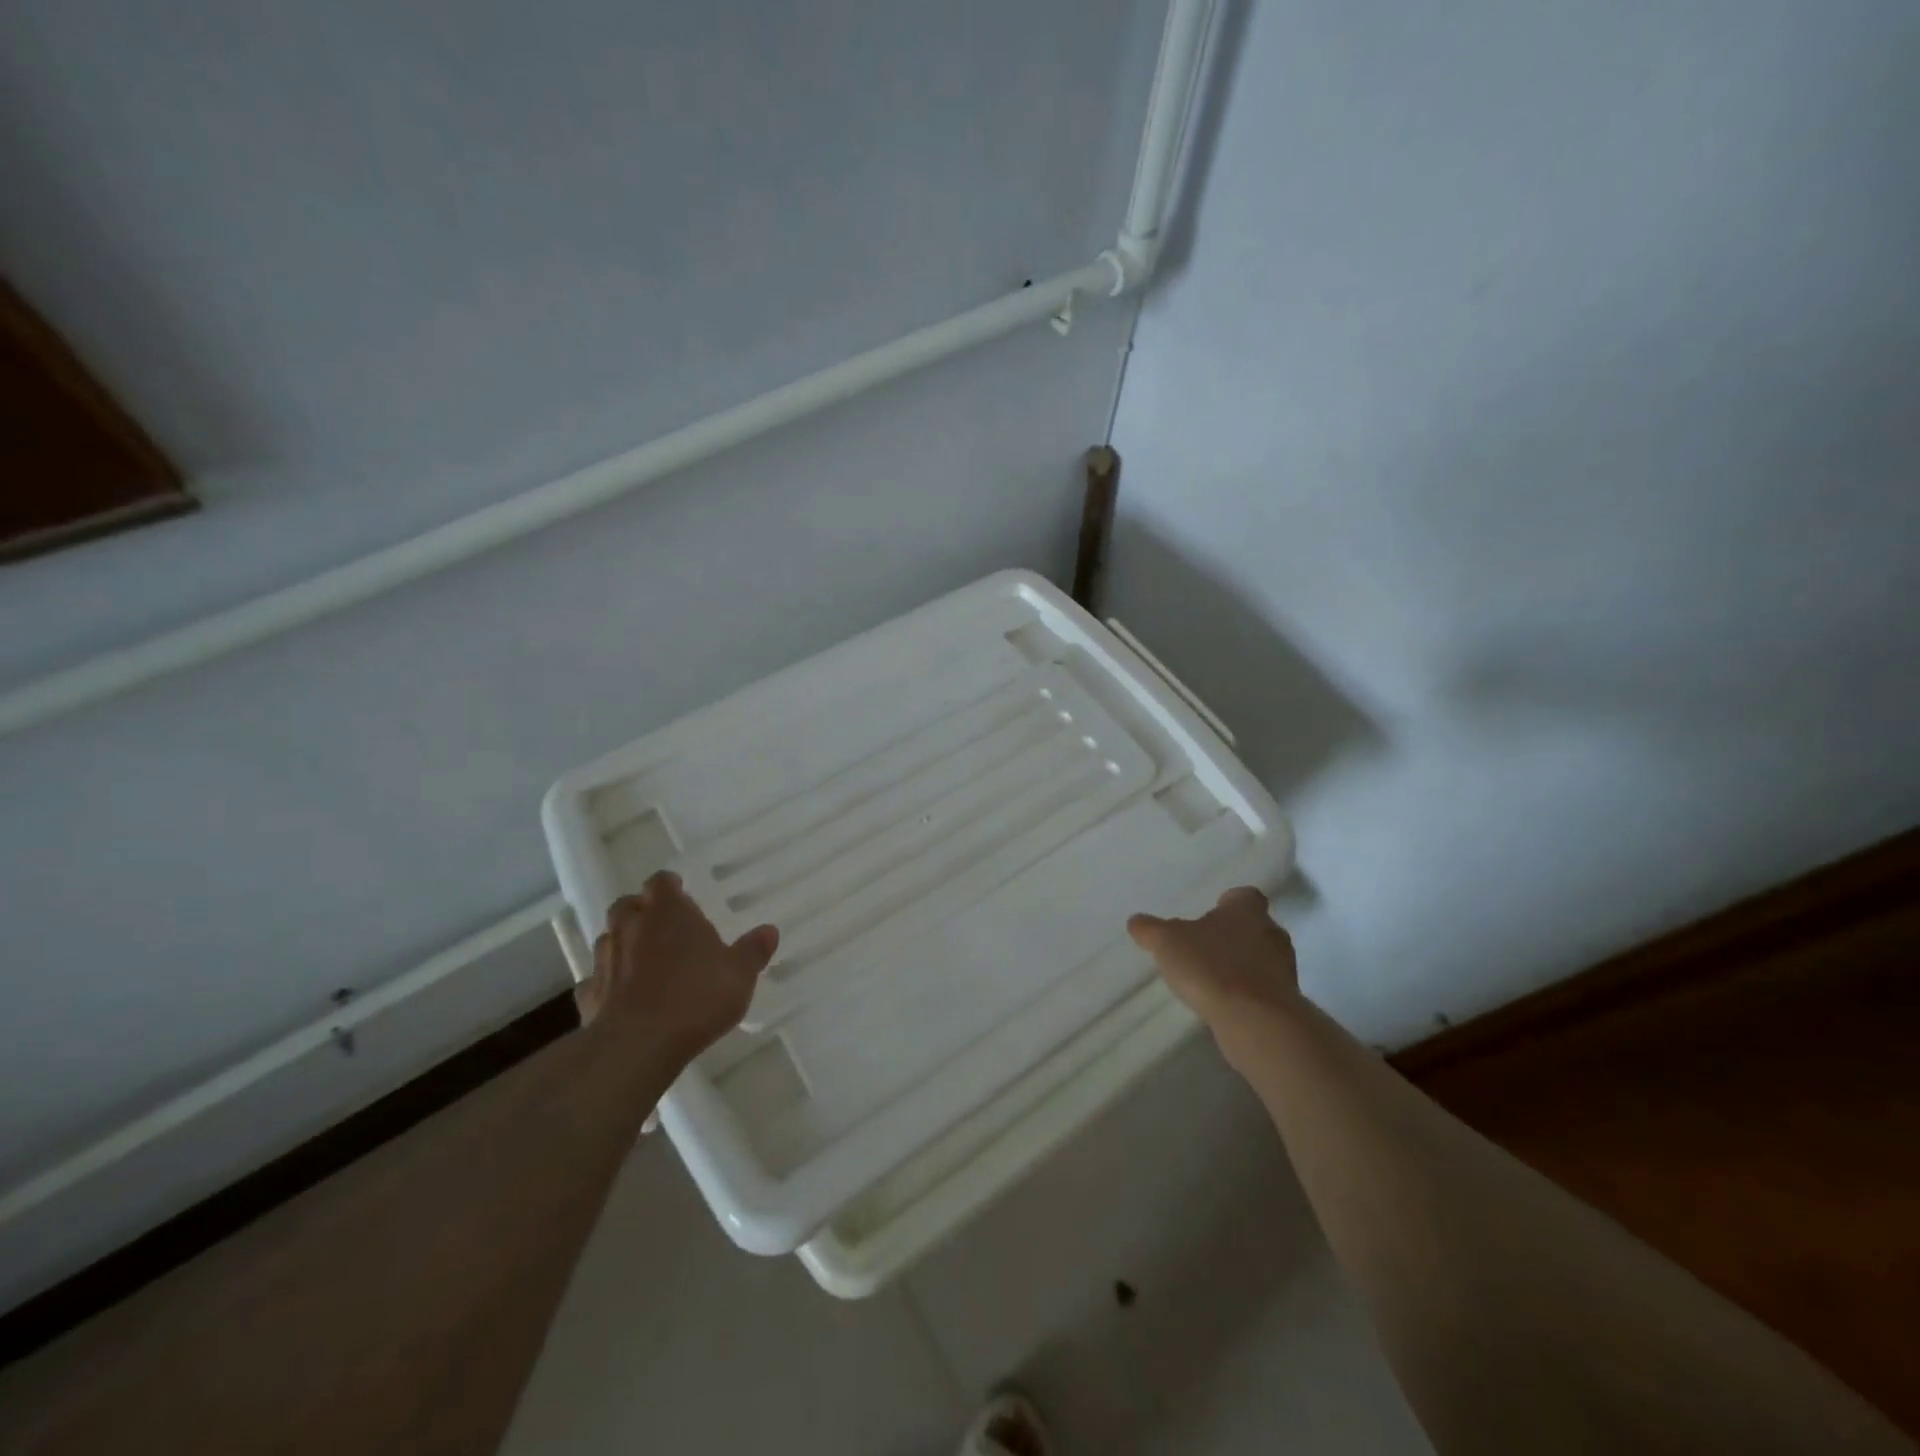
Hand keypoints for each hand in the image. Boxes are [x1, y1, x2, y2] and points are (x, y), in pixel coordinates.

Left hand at [580, 872, 778, 1066]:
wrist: (639, 1044)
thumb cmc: (697, 996)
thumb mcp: (740, 973)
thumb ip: (753, 950)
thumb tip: (769, 930)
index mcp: (668, 912)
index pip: (661, 882)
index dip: (670, 886)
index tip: (681, 895)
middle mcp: (632, 927)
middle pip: (628, 905)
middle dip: (642, 911)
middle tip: (662, 926)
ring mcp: (605, 960)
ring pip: (609, 939)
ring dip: (623, 944)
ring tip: (644, 961)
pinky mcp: (589, 995)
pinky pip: (596, 980)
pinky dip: (607, 983)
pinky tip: (622, 997)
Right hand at [1128, 886, 1299, 1031]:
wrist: (1257, 1021)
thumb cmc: (1212, 967)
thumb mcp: (1167, 943)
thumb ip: (1151, 930)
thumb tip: (1136, 921)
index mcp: (1246, 911)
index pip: (1245, 896)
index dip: (1229, 902)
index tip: (1212, 913)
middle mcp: (1271, 933)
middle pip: (1254, 926)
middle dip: (1233, 934)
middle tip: (1205, 946)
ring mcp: (1284, 969)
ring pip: (1262, 957)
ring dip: (1242, 964)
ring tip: (1212, 978)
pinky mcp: (1287, 1001)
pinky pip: (1265, 988)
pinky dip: (1248, 992)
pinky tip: (1225, 1003)